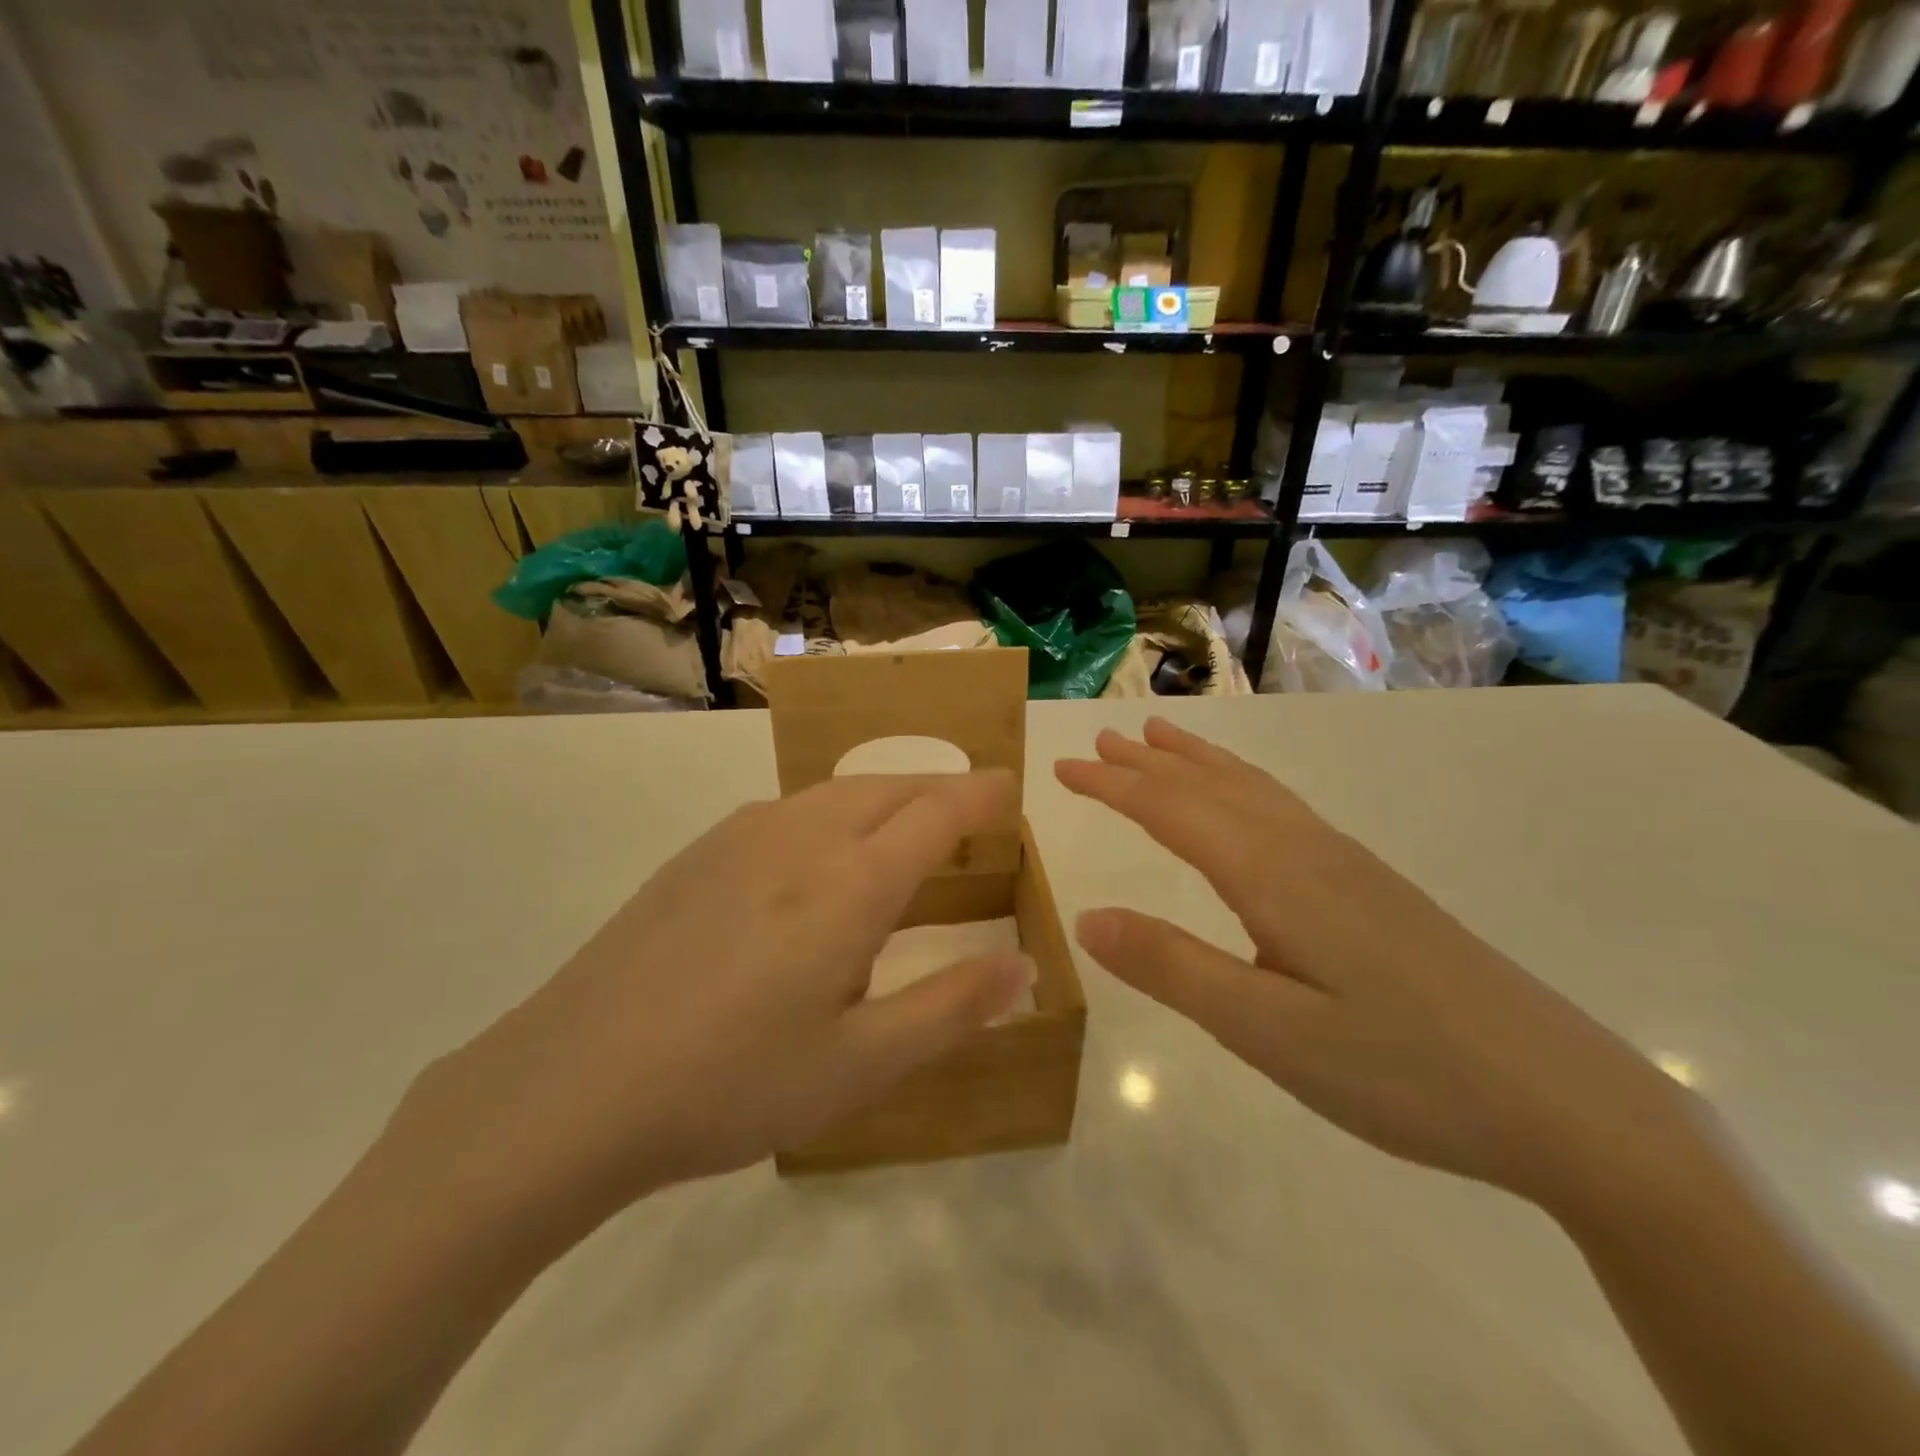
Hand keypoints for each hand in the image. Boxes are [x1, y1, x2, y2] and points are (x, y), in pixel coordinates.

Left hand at [387, 772, 1033, 1243]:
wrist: (571, 1085)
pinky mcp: (698, 853)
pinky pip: (789, 808)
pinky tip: (820, 855)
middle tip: (970, 812)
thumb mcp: (860, 1065)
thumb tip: (1025, 968)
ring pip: (837, 790)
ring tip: (905, 828)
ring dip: (886, 795)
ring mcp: (741, 837)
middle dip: (939, 789)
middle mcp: (802, 837)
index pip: (937, 812)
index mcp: (851, 883)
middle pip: (889, 787)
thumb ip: (952, 1008)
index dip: (980, 794)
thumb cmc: (732, 1083)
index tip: (1009, 785)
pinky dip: (834, 811)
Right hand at [1057, 719, 1695, 1216]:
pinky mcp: (1372, 886)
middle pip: (1211, 787)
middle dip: (1149, 763)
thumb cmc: (1404, 1072)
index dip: (1114, 786)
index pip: (1173, 810)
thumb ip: (1174, 969)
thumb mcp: (1269, 1034)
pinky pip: (1284, 810)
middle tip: (1100, 741)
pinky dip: (1243, 786)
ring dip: (1198, 762)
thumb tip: (1086, 918)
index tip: (1064, 769)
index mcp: (1274, 877)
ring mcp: (1347, 864)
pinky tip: (1245, 802)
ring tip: (1161, 738)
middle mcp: (1307, 851)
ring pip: (1253, 791)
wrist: (1564, 1099)